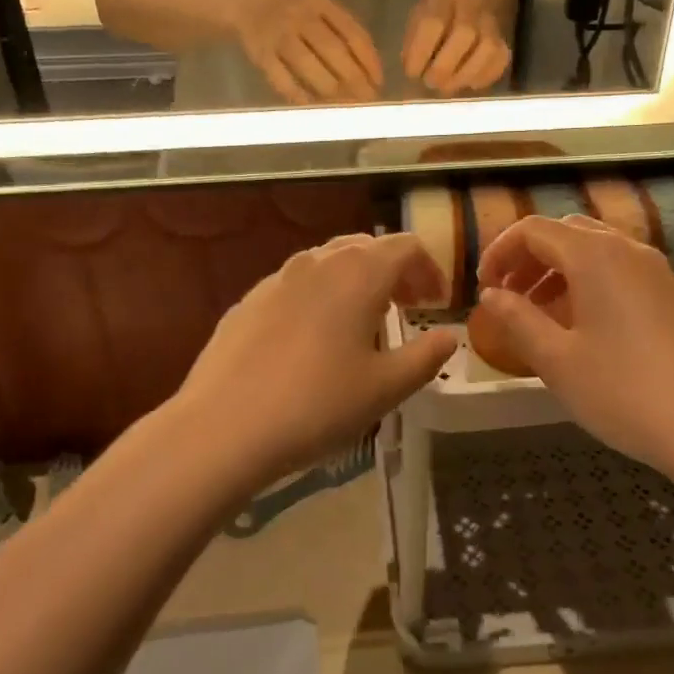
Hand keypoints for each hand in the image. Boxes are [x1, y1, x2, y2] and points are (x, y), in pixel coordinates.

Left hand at [176, 234, 459, 485]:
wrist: (224, 427)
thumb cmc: (318, 404)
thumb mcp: (386, 388)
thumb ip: (426, 356)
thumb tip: (449, 336)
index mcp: (358, 273)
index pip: (406, 247)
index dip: (429, 270)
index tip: (437, 303)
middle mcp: (317, 263)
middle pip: (365, 247)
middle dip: (393, 271)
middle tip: (406, 307)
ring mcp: (276, 279)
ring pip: (327, 263)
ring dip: (354, 281)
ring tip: (362, 322)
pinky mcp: (247, 301)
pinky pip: (295, 285)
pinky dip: (318, 296)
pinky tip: (312, 340)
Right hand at [233, 0, 383, 103]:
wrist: (244, 5)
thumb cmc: (292, 13)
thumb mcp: (318, 9)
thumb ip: (343, 31)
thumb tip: (370, 73)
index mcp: (320, 2)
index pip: (353, 33)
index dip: (369, 61)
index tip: (378, 83)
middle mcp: (299, 16)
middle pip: (333, 51)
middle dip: (355, 80)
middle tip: (367, 101)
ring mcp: (278, 35)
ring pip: (309, 66)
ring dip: (332, 91)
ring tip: (346, 107)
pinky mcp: (260, 55)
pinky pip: (283, 80)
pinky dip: (300, 96)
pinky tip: (315, 108)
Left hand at [402, 0, 511, 94]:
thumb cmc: (443, 10)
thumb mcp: (421, 12)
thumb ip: (414, 36)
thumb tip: (413, 68)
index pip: (433, 22)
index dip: (420, 52)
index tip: (411, 72)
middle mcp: (472, 6)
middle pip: (463, 34)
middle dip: (443, 67)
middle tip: (430, 82)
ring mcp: (492, 23)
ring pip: (486, 49)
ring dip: (463, 75)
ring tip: (447, 87)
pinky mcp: (505, 42)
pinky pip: (500, 61)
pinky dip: (483, 77)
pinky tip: (467, 83)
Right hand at [474, 215, 673, 480]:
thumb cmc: (622, 391)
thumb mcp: (556, 359)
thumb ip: (517, 319)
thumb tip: (491, 295)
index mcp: (595, 255)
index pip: (534, 230)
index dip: (499, 251)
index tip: (483, 287)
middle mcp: (627, 249)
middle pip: (566, 233)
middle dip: (528, 258)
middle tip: (507, 297)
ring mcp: (656, 271)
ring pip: (595, 251)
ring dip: (558, 271)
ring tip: (538, 314)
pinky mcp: (672, 296)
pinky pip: (619, 271)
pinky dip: (588, 283)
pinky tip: (581, 327)